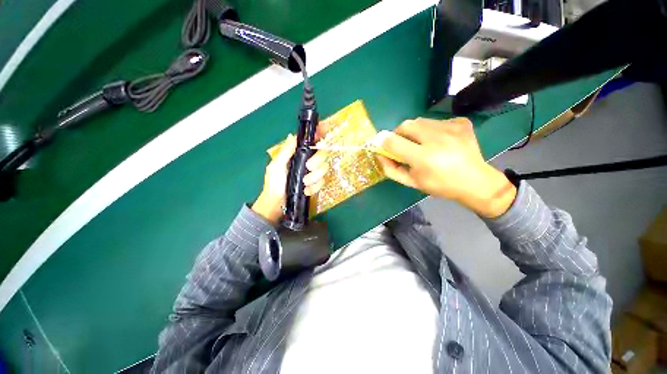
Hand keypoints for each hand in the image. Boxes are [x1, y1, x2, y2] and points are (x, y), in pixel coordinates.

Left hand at [252, 133, 329, 224]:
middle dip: (318, 161)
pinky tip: (306, 191)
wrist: (277, 204)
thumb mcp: (276, 166)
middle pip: (323, 154)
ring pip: (324, 169)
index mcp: (298, 155)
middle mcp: (308, 161)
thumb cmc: (274, 183)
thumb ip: (286, 152)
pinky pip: (322, 182)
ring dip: (315, 177)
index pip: (311, 142)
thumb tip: (293, 135)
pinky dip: (314, 187)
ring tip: (304, 184)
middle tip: (309, 167)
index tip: (325, 130)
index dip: (319, 135)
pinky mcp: (315, 185)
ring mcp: (313, 173)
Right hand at [376, 117, 516, 217]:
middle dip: (399, 133)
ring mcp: (451, 128)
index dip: (383, 141)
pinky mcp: (461, 123)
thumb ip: (391, 169)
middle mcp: (437, 139)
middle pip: (406, 125)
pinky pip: (436, 121)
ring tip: (422, 143)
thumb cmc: (439, 185)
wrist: (475, 182)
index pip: (393, 141)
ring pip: (420, 121)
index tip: (383, 144)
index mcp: (423, 158)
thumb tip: (380, 154)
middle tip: (403, 144)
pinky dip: (431, 130)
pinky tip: (439, 141)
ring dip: (415, 131)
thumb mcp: (411, 182)